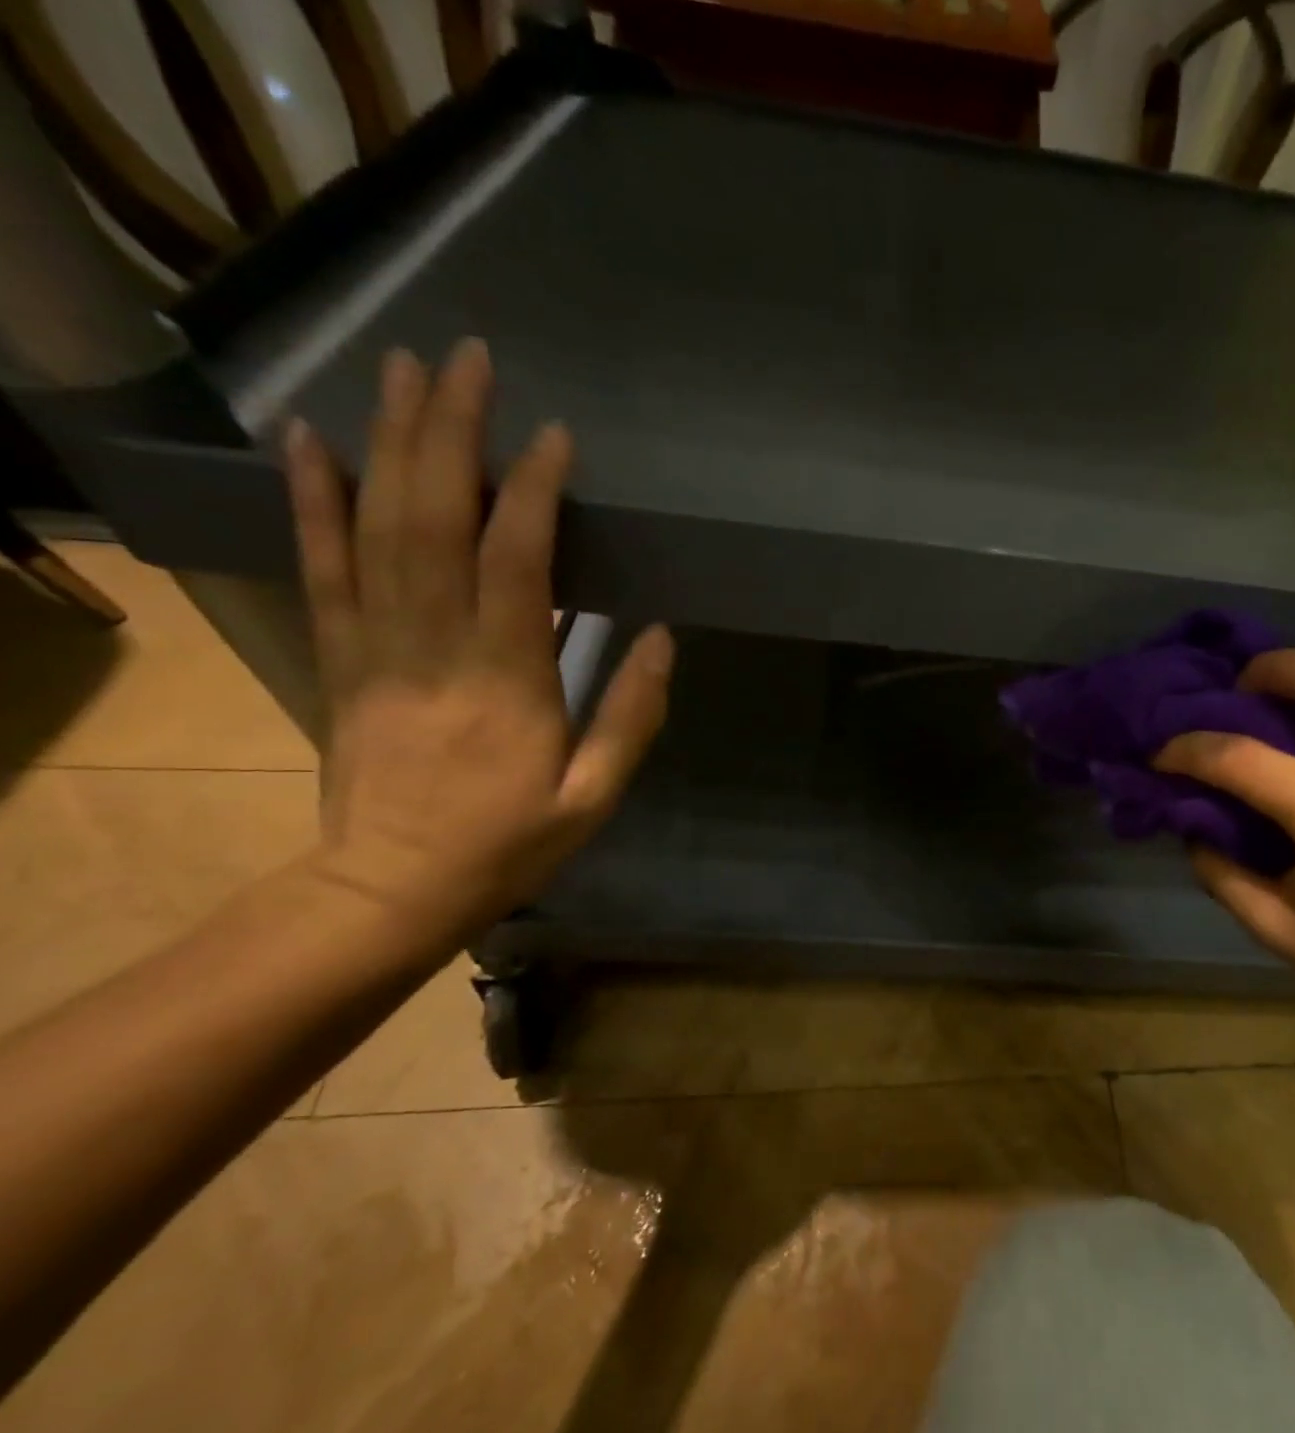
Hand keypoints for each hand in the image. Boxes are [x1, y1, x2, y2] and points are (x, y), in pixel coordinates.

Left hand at [282, 338, 672, 948]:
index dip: (532, 493)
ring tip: (405, 372)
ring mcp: (376, 646)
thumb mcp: (594, 795)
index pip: (516, 564)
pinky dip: (312, 500)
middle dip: (451, 434)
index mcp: (506, 680)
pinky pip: (321, 567)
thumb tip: (662, 636)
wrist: (390, 889)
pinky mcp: (341, 656)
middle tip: (468, 361)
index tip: (553, 437)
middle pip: (433, 521)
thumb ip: (631, 714)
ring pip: (375, 527)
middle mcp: (434, 646)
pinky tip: (311, 442)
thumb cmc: (507, 844)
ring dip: (390, 443)